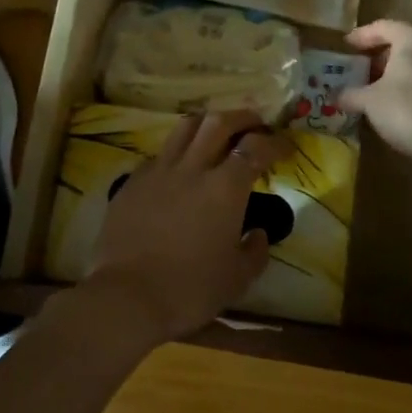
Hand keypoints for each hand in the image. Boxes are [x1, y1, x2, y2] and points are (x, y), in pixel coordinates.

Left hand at [82, 109, 292, 346]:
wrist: (126, 296)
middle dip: (242, 117)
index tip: (285, 147)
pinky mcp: (132, 181)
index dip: (274, 142)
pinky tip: (179, 168)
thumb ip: (254, 251)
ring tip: (217, 131)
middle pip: (219, 122)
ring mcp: (158, 171)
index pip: (255, 148)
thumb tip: (257, 232)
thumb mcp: (237, 279)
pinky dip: (177, 151)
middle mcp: (193, 168)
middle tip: (255, 123)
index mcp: (225, 188)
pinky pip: (159, 154)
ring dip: (207, 122)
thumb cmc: (189, 289)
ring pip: (185, 127)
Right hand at [340, 19, 411, 160]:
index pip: (383, 27)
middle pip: (403, 43)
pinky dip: (411, 86)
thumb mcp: (369, 100)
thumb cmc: (405, 107)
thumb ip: (350, 94)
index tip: (345, 46)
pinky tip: (396, 104)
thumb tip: (334, 95)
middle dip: (379, 56)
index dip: (362, 36)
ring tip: (375, 89)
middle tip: (359, 70)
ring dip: (396, 73)